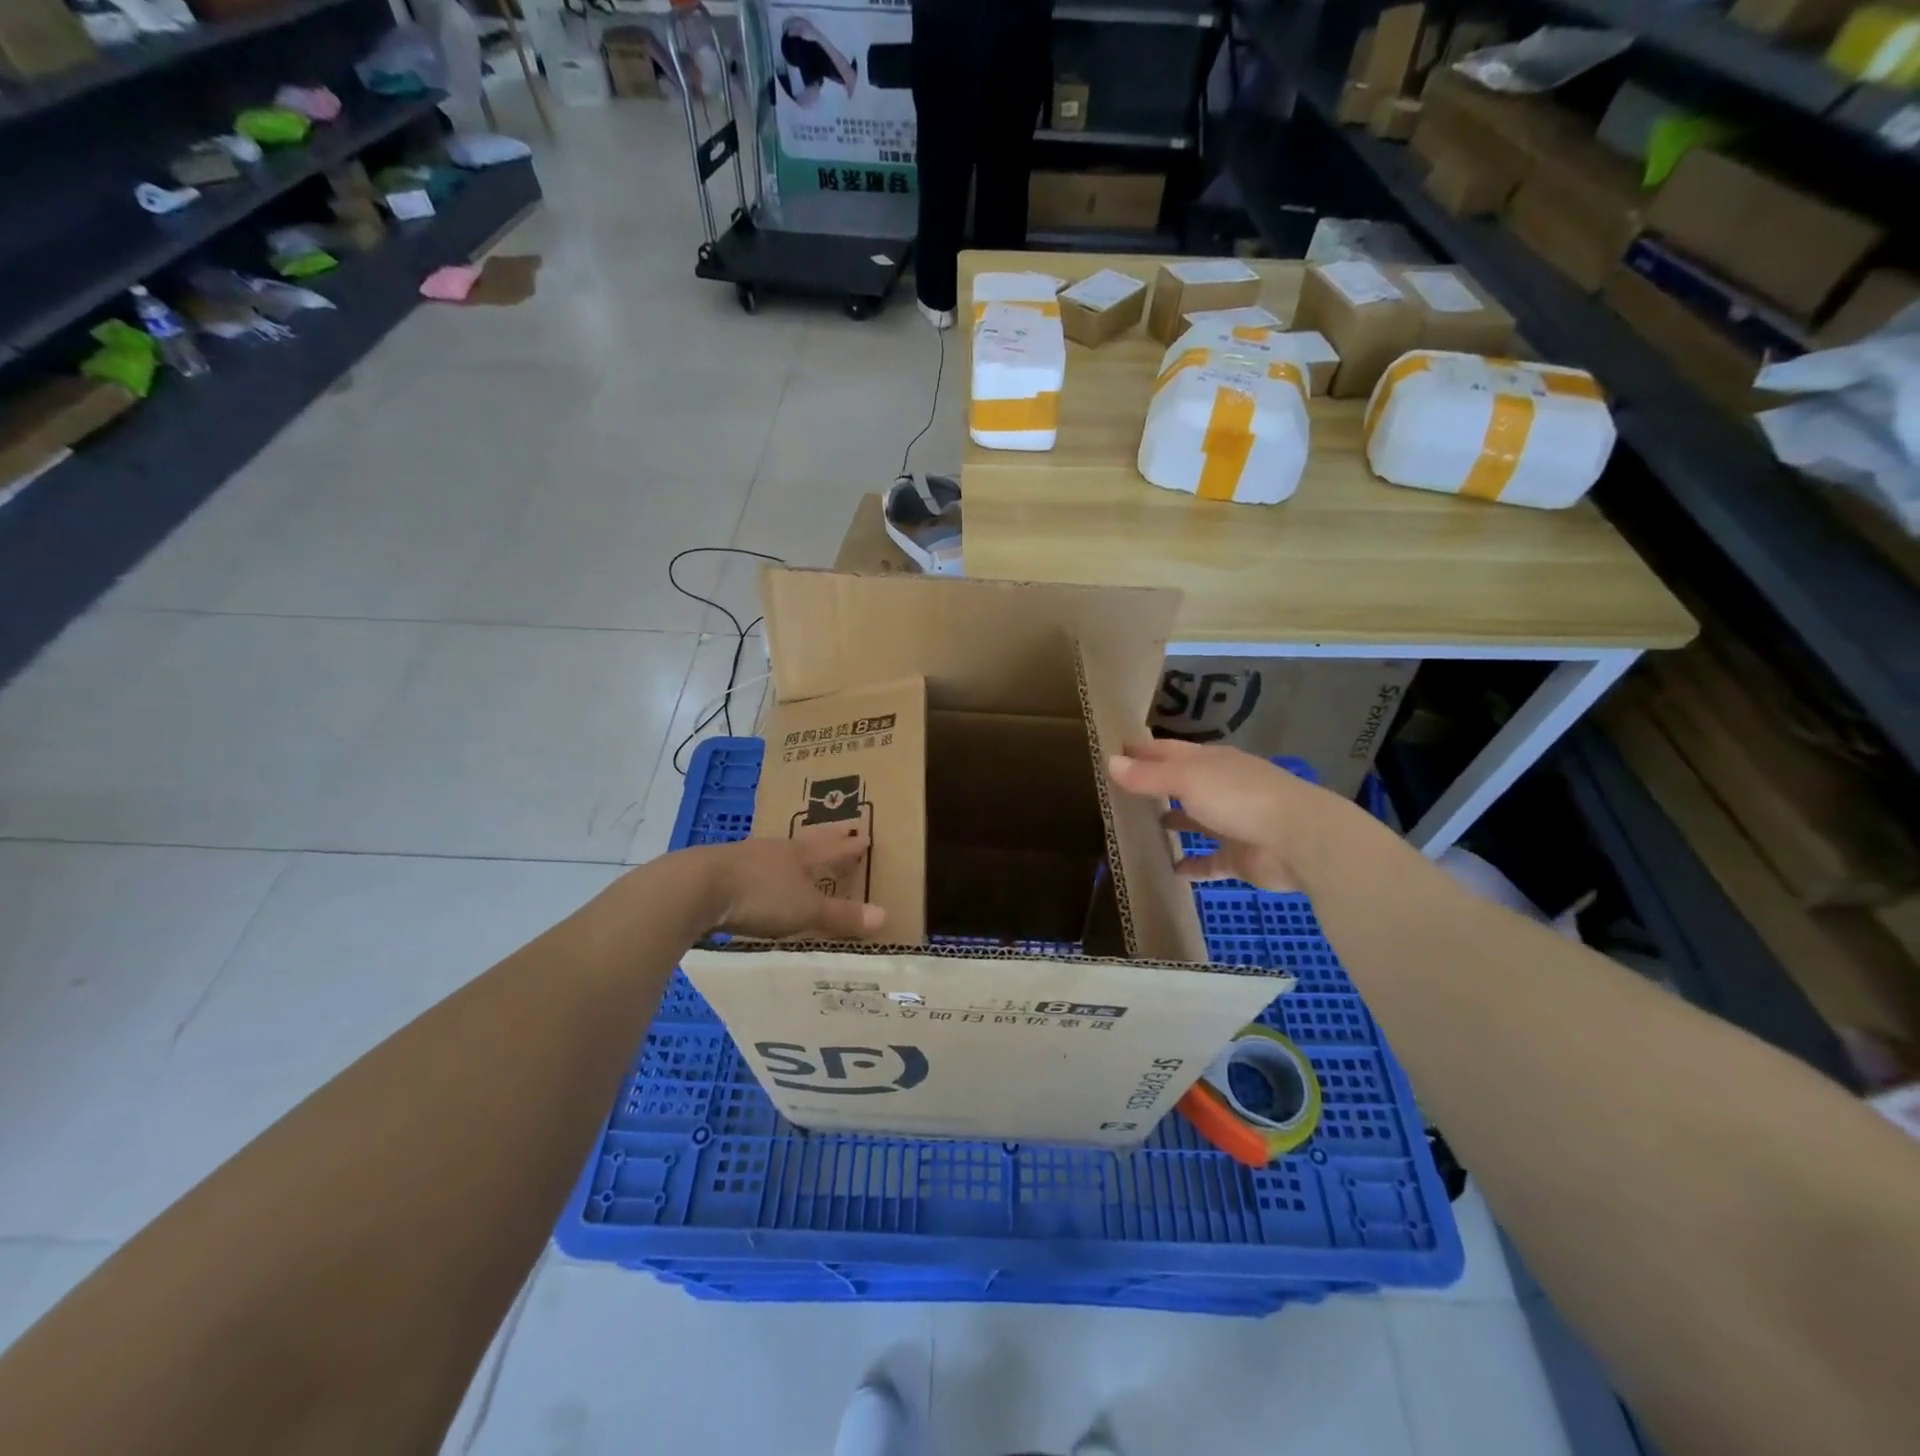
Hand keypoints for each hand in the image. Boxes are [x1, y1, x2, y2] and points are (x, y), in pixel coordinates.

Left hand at [685, 824, 885, 940]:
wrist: (695, 888)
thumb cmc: (759, 895)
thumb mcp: (805, 909)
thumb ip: (841, 915)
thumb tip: (884, 915)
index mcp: (800, 855)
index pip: (832, 849)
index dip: (849, 847)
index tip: (865, 837)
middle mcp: (775, 850)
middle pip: (806, 842)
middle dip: (826, 839)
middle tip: (841, 829)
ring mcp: (745, 858)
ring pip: (777, 852)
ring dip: (792, 853)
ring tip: (800, 853)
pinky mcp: (719, 872)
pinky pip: (752, 867)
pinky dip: (764, 870)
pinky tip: (757, 876)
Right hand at [1107, 739, 1319, 893]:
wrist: (1299, 840)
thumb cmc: (1239, 798)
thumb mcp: (1187, 780)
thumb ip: (1148, 776)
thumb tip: (1110, 762)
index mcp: (1209, 762)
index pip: (1168, 751)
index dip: (1141, 752)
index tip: (1113, 754)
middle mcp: (1220, 788)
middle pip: (1181, 784)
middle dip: (1154, 786)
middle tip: (1118, 793)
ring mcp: (1231, 822)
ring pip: (1194, 821)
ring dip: (1173, 822)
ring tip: (1139, 828)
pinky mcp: (1238, 857)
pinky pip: (1208, 861)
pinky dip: (1191, 865)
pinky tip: (1170, 870)